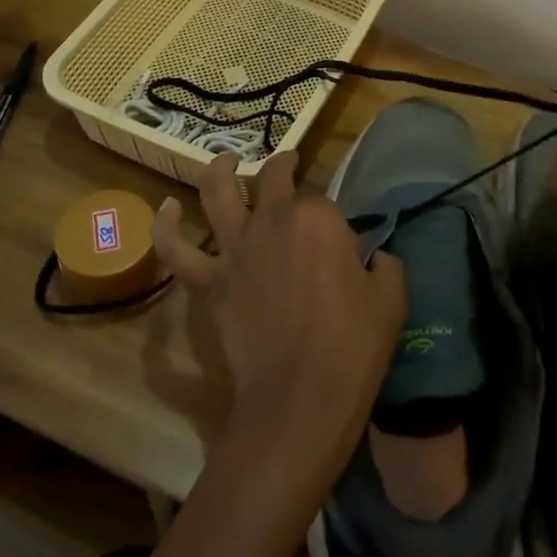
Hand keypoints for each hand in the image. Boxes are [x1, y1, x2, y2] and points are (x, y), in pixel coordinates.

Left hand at [152, 152, 405, 513]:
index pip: (323, 202)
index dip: (333, 221)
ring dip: (220, 169)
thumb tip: (374, 258)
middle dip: (283, 167)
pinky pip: (177, 249)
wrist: (301, 395)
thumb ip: (384, 265)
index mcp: (318, 218)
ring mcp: (235, 249)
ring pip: (217, 193)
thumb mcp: (391, 298)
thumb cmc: (354, 345)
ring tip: (225, 160)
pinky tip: (166, 208)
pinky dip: (166, 226)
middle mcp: (272, 220)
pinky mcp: (209, 282)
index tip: (341, 243)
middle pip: (272, 179)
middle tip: (289, 164)